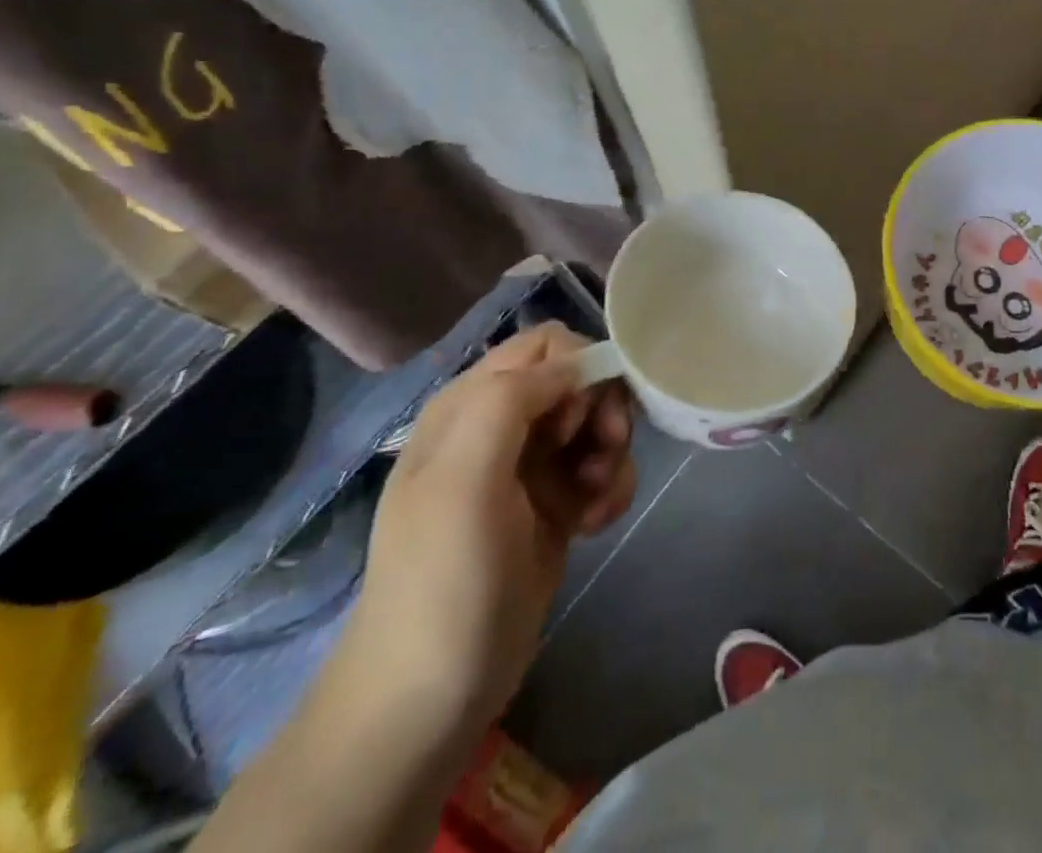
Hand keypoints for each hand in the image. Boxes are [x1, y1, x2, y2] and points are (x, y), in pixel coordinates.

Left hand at [335, 323, 636, 730]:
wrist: (431, 697)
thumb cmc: (445, 579)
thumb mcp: (464, 479)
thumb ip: (512, 399)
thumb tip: (577, 364)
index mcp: (470, 404)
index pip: (547, 344)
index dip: (578, 370)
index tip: (581, 423)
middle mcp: (501, 425)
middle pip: (579, 380)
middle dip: (602, 413)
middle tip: (603, 457)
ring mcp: (528, 466)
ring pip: (596, 423)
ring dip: (611, 455)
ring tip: (597, 502)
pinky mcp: (553, 504)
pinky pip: (599, 468)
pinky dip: (609, 488)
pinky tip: (596, 523)